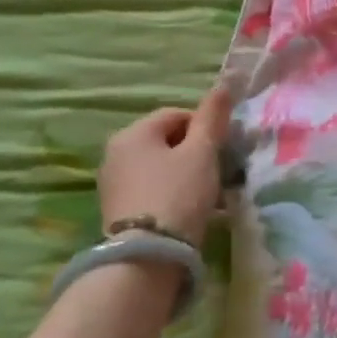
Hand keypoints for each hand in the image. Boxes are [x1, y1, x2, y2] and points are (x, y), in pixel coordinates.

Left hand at [98, 84, 234, 246]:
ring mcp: (112, 183)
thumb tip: (224, 82)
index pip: (177, 115)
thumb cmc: (179, 194)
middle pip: (167, 140)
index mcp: (133, 133)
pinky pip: (152, 189)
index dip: (206, 128)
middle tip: (218, 172)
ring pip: (160, 166)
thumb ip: (213, 117)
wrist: (147, 255)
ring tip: (207, 194)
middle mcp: (115, 152)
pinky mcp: (117, 209)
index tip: (223, 150)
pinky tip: (189, 210)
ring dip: (186, 174)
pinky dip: (172, 193)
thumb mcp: (203, 152)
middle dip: (195, 152)